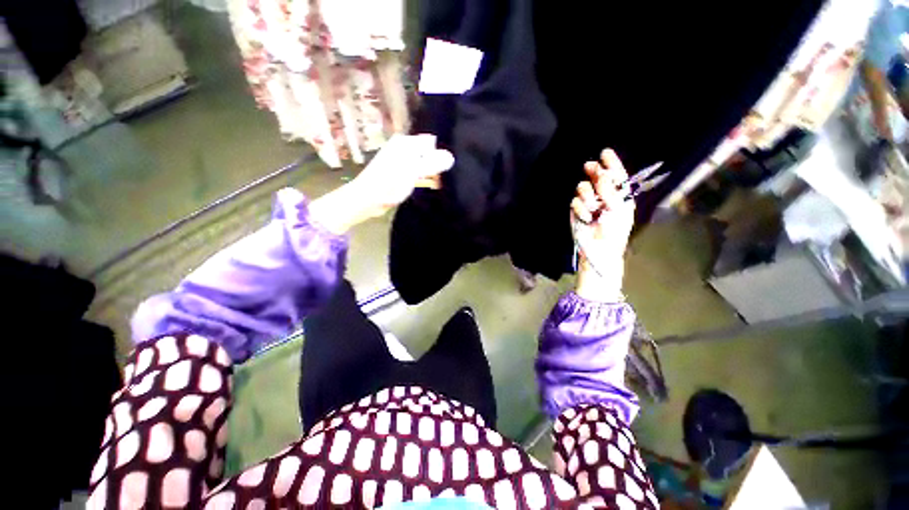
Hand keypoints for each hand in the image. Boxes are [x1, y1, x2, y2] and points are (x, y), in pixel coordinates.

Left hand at [353, 134, 454, 214]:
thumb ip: (433, 163)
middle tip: (446, 178)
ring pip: (423, 163)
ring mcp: (401, 160)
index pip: (432, 142)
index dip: (441, 153)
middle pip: (428, 152)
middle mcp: (403, 148)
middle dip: (437, 164)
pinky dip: (424, 178)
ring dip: (431, 173)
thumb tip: (451, 157)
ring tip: (440, 183)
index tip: (448, 168)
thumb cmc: (390, 183)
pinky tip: (429, 186)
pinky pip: (417, 172)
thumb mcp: (413, 171)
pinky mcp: (399, 172)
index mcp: (406, 143)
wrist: (368, 199)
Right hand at [570, 149, 635, 301]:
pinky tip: (586, 217)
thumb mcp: (619, 210)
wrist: (598, 250)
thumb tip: (601, 175)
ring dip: (587, 195)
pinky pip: (575, 202)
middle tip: (590, 167)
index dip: (612, 163)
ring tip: (592, 208)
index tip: (605, 152)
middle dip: (594, 171)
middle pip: (597, 177)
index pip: (617, 175)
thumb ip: (611, 191)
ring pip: (583, 187)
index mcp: (620, 196)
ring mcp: (589, 203)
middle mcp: (604, 197)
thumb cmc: (614, 232)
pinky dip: (580, 209)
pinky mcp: (577, 211)